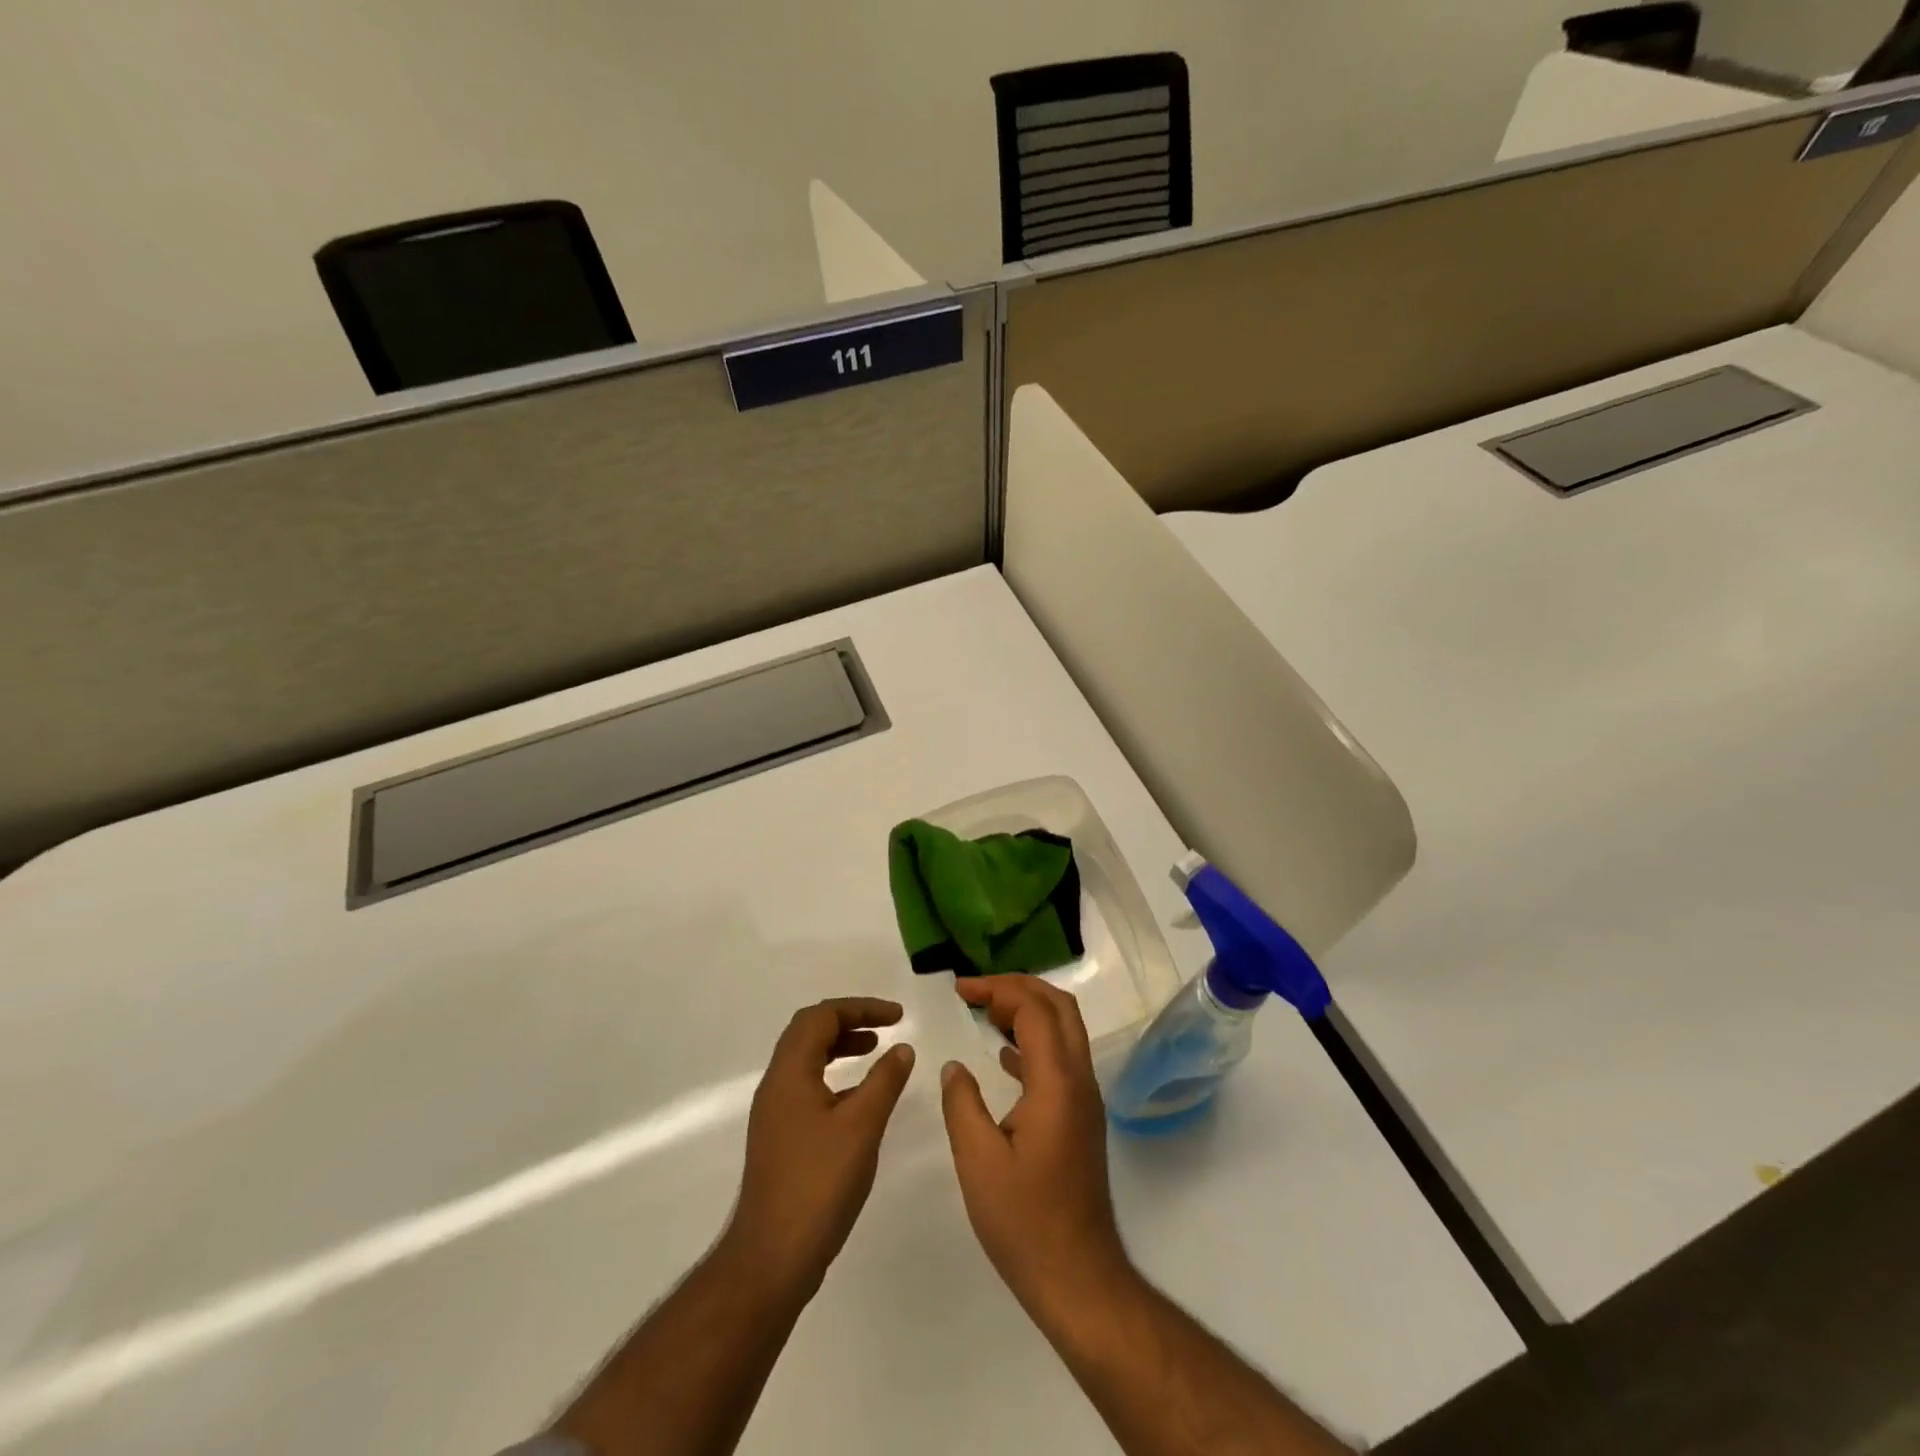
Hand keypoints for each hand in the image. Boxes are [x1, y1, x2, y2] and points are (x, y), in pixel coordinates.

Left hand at [724, 998, 916, 1298]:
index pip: (821, 1017)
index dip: (861, 1008)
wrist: (770, 1258)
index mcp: (790, 1073)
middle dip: (849, 1021)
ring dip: (840, 1047)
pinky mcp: (779, 1138)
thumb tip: (902, 1048)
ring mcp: (774, 1113)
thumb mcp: (862, 1126)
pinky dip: (834, 1076)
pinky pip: (807, 1086)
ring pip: (806, 1060)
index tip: (898, 1017)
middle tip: (885, 1027)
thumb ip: (884, 1081)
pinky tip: (859, 1099)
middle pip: (809, 1032)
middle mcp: (776, 1085)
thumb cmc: (818, 1184)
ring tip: (875, 1052)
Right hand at [940, 976, 1131, 1321]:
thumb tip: (954, 1066)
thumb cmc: (1025, 1221)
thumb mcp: (978, 1162)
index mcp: (1056, 1082)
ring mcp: (1085, 1099)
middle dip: (1018, 987)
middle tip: (976, 992)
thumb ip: (962, 1104)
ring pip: (1064, 1029)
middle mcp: (1079, 1080)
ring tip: (985, 1012)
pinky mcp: (1081, 1117)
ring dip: (1028, 1010)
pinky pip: (1061, 1057)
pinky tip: (1003, 1055)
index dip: (997, 989)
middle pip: (1059, 1006)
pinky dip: (1034, 1040)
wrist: (1078, 1277)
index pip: (1034, 1009)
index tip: (960, 990)